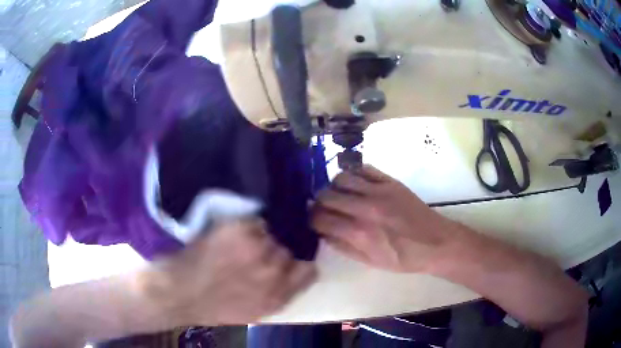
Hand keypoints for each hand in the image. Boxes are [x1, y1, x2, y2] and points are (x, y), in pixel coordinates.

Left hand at [139, 219, 316, 325]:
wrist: (179, 293)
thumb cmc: (213, 308)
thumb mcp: (254, 311)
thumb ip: (279, 293)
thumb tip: (293, 273)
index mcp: (278, 295)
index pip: (309, 271)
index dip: (299, 266)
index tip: (290, 262)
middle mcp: (273, 272)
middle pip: (288, 251)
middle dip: (273, 253)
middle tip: (253, 255)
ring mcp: (256, 249)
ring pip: (270, 234)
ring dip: (258, 239)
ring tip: (238, 246)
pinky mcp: (239, 231)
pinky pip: (254, 222)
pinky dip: (244, 227)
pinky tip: (228, 237)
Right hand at [312, 165, 458, 272]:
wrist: (435, 242)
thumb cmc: (403, 258)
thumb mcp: (370, 262)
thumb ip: (342, 247)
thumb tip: (323, 232)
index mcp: (359, 233)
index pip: (320, 218)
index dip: (312, 219)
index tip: (314, 221)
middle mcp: (365, 208)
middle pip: (326, 195)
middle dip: (320, 203)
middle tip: (325, 209)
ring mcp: (379, 191)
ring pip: (342, 177)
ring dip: (335, 187)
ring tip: (341, 195)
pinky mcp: (391, 181)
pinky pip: (364, 168)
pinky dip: (355, 174)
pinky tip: (357, 185)